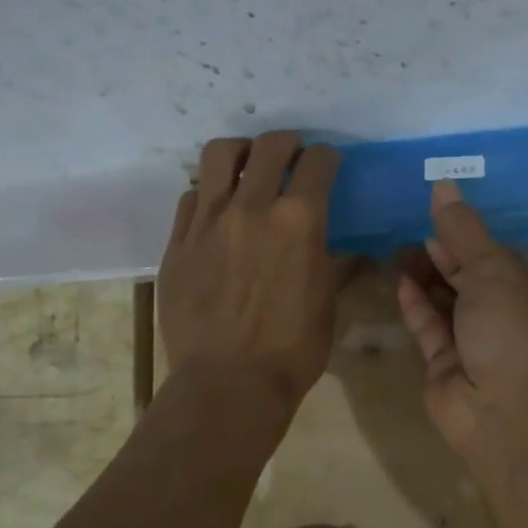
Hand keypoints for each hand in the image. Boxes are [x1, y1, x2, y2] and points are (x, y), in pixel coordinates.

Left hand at [159, 132, 350, 410]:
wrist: (227, 384)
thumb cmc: (292, 350)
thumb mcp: (327, 304)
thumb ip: (336, 265)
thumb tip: (349, 250)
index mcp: (299, 220)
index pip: (318, 163)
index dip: (328, 158)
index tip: (329, 165)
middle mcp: (252, 207)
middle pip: (269, 146)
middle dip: (288, 142)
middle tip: (292, 155)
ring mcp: (208, 222)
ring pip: (218, 155)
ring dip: (240, 152)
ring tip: (246, 165)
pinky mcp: (177, 242)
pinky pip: (190, 197)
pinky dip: (208, 193)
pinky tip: (216, 210)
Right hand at [396, 181, 527, 455]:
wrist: (505, 414)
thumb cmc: (516, 331)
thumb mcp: (495, 271)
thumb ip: (465, 231)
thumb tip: (444, 184)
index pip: (507, 265)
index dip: (474, 241)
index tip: (442, 218)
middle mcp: (516, 326)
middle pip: (476, 284)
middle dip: (446, 258)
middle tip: (413, 231)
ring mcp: (481, 350)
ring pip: (450, 306)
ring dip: (427, 279)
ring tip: (399, 249)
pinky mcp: (449, 370)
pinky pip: (432, 330)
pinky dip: (417, 306)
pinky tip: (400, 281)